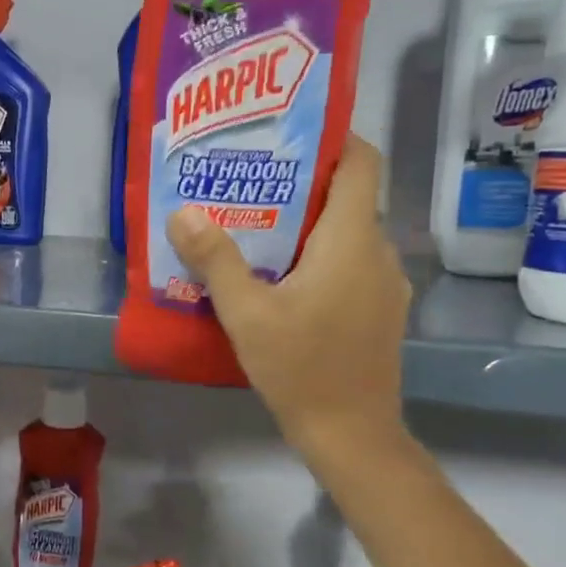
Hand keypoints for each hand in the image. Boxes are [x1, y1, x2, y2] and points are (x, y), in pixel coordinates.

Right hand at [165, 136, 410, 460]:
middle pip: (347, 196)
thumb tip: (182, 212)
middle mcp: (378, 252)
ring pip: (346, 234)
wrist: (351, 434)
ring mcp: (383, 284)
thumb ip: (215, 259)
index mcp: (351, 240)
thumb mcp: (247, 313)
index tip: (288, 132)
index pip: (361, 162)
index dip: (333, 137)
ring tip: (254, 225)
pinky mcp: (378, 311)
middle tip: (249, 180)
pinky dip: (318, 256)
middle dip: (301, 183)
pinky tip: (278, 277)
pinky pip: (349, 264)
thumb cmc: (301, 367)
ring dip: (306, 224)